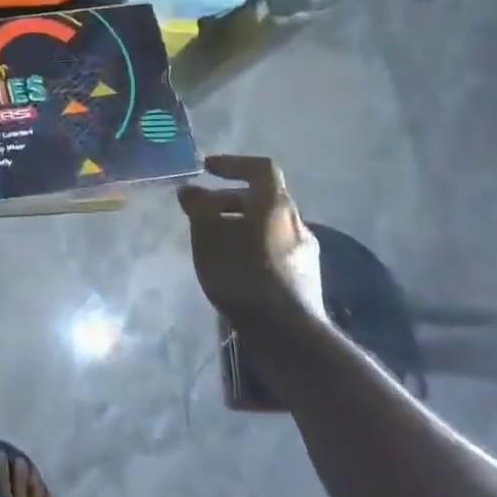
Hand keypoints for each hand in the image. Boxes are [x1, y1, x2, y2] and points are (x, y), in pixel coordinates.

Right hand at [178, 155, 323, 326]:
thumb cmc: (242, 273)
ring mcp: (305, 252)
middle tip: (202, 212)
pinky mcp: (305, 278)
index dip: (232, 163)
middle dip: (229, 200)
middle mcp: (296, 222)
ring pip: (268, 226)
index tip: (207, 169)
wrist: (287, 333)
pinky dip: (251, 247)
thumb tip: (191, 190)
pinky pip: (274, 249)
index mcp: (275, 204)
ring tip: (214, 243)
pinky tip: (234, 269)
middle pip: (262, 198)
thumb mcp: (207, 234)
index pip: (259, 168)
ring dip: (240, 226)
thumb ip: (198, 206)